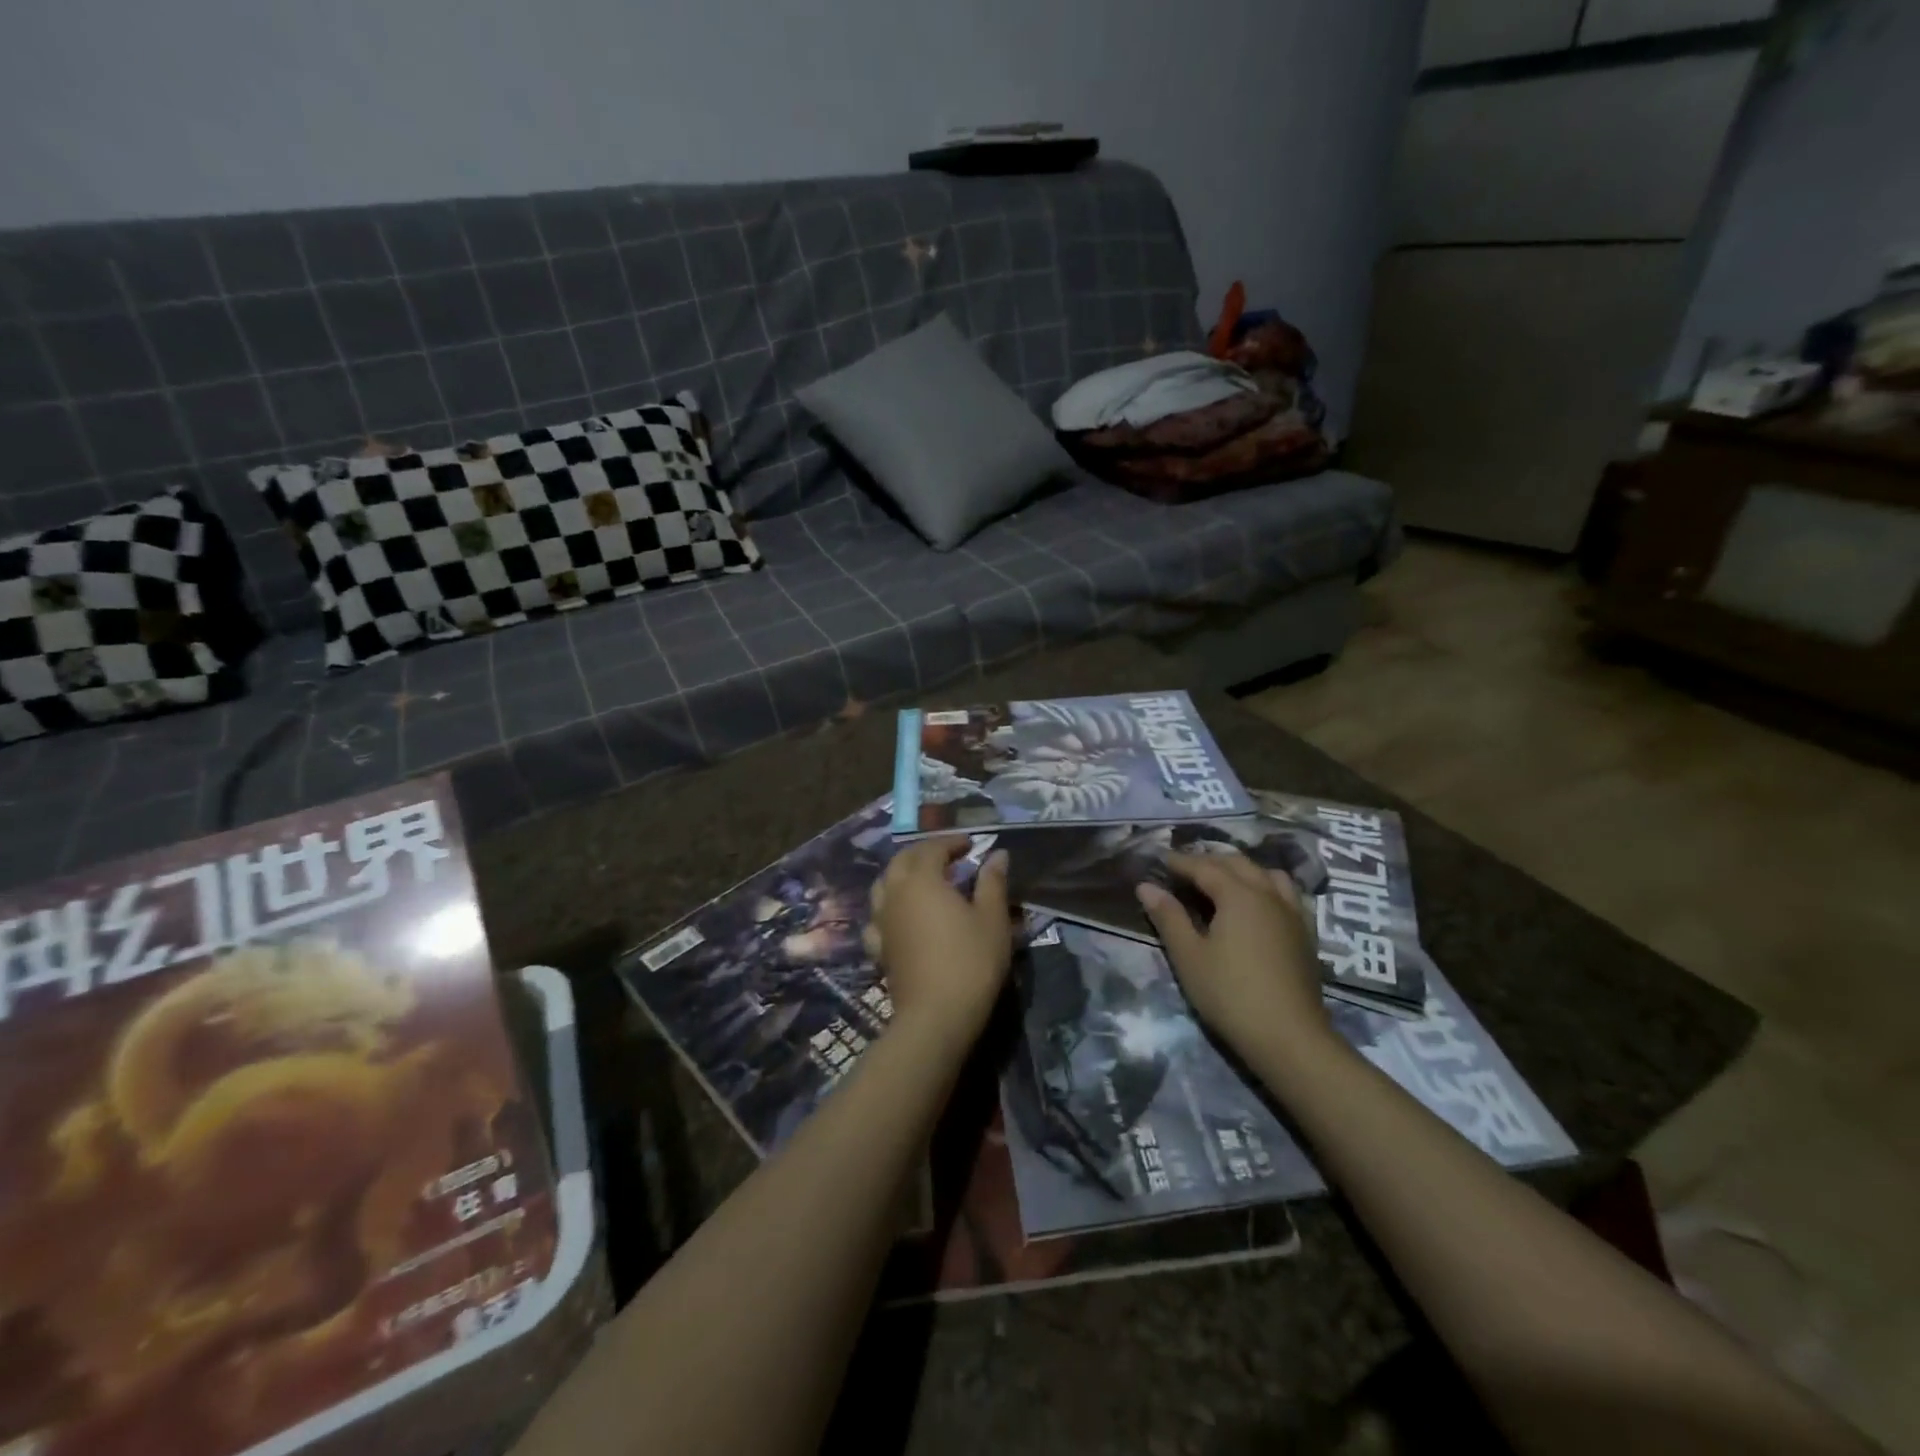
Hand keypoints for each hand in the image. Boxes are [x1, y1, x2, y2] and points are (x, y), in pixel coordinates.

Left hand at [867, 840, 1012, 1050]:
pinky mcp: (879, 946)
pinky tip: (902, 917)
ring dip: (903, 875)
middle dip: (924, 853)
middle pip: (902, 860)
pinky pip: (878, 917)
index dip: (951, 842)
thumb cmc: (970, 961)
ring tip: (925, 881)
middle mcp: (895, 893)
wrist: (935, 1016)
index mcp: (922, 880)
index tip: (971, 844)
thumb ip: (992, 882)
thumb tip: (998, 854)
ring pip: (884, 885)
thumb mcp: (992, 918)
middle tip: (949, 857)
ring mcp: (882, 921)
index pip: (932, 848)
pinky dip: (890, 907)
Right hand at [1136, 850, 1333, 1061]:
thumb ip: (1168, 917)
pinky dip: (1266, 887)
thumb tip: (1146, 886)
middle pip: (1238, 864)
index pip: (1205, 867)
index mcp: (1238, 895)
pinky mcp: (1306, 935)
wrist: (1289, 1038)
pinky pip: (1286, 894)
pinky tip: (1258, 906)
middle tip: (1185, 870)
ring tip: (1223, 882)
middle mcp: (1268, 895)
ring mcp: (1292, 914)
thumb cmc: (1230, 994)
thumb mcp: (1188, 956)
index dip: (1181, 862)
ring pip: (1267, 875)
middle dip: (1210, 861)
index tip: (1161, 860)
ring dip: (1242, 870)